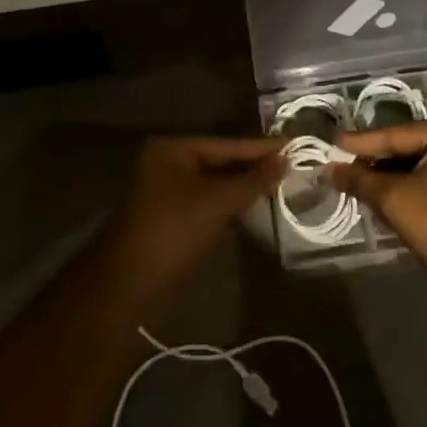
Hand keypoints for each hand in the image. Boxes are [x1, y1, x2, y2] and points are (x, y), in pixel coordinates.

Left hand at [113, 136, 285, 286]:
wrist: (130, 283)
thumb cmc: (173, 230)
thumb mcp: (216, 202)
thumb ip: (252, 180)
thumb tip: (285, 159)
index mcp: (173, 149)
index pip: (226, 144)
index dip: (260, 147)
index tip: (295, 144)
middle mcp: (168, 163)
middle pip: (221, 161)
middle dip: (254, 166)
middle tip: (294, 164)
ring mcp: (170, 191)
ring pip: (216, 183)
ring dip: (245, 186)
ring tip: (283, 182)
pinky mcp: (174, 216)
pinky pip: (210, 202)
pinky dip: (232, 203)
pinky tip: (257, 205)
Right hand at [329, 122, 426, 298]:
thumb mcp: (395, 200)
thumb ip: (360, 180)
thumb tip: (330, 169)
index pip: (396, 134)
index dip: (361, 142)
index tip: (332, 144)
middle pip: (407, 146)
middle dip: (374, 159)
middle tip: (341, 165)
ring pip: (417, 163)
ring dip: (388, 174)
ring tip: (355, 180)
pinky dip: (406, 184)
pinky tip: (382, 192)